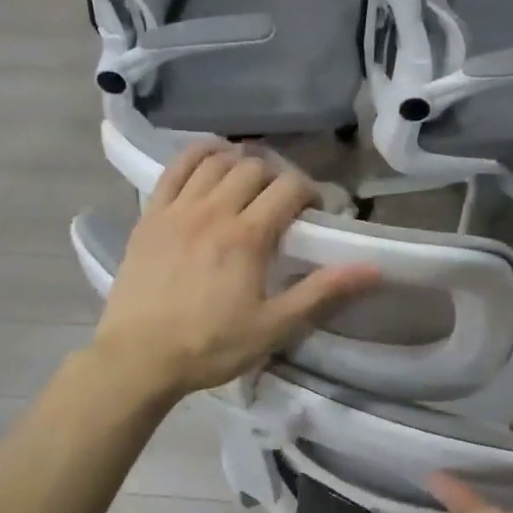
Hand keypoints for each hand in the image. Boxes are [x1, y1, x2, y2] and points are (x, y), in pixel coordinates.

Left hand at [94, 142, 379, 398]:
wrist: (138, 357)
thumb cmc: (211, 346)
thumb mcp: (274, 327)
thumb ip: (322, 292)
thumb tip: (373, 269)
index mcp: (247, 237)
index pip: (288, 189)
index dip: (309, 192)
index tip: (314, 212)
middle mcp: (213, 211)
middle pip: (254, 169)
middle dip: (277, 178)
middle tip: (283, 202)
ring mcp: (177, 209)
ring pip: (216, 161)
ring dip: (240, 161)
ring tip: (251, 179)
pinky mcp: (150, 215)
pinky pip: (175, 168)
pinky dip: (197, 154)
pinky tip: (211, 157)